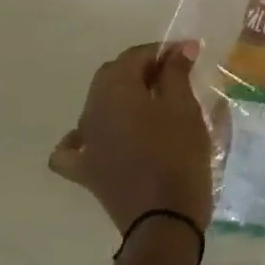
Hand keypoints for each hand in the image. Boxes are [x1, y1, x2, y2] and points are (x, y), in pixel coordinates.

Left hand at [50, 41, 213, 231]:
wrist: (165, 215)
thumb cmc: (180, 154)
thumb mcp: (185, 108)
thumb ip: (177, 73)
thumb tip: (179, 48)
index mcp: (116, 92)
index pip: (134, 56)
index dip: (162, 50)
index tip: (190, 53)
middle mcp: (91, 112)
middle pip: (111, 75)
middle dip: (142, 68)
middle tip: (176, 73)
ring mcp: (85, 143)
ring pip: (97, 104)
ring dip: (123, 95)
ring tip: (154, 101)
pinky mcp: (85, 170)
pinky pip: (74, 146)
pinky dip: (85, 136)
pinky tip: (102, 137)